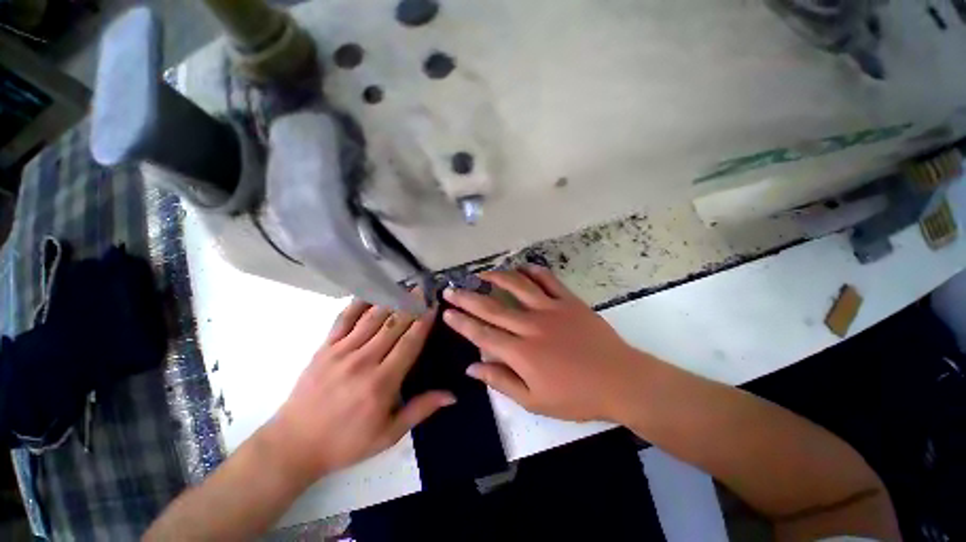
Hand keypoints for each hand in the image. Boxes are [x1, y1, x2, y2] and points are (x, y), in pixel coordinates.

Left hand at [264, 299, 454, 483]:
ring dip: (391, 300)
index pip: (409, 343)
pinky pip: (344, 319)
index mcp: (382, 382)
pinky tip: (371, 293)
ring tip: (405, 287)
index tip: (434, 306)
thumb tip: (452, 395)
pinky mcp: (324, 348)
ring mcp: (341, 351)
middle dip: (411, 305)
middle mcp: (363, 361)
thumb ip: (421, 410)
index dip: (424, 322)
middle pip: (393, 325)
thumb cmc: (346, 442)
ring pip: (372, 318)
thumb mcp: (388, 434)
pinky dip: (358, 304)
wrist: (294, 444)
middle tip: (424, 290)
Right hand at [442, 266, 652, 422]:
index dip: (461, 322)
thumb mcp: (534, 400)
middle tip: (451, 289)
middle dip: (467, 297)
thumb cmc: (576, 396)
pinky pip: (548, 280)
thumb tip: (472, 367)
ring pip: (517, 287)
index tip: (446, 311)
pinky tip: (522, 267)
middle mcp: (531, 325)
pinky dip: (533, 271)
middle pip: (492, 308)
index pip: (482, 334)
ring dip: (497, 278)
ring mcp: (551, 309)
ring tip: (482, 273)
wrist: (620, 380)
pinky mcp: (569, 301)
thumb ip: (501, 381)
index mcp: (521, 352)